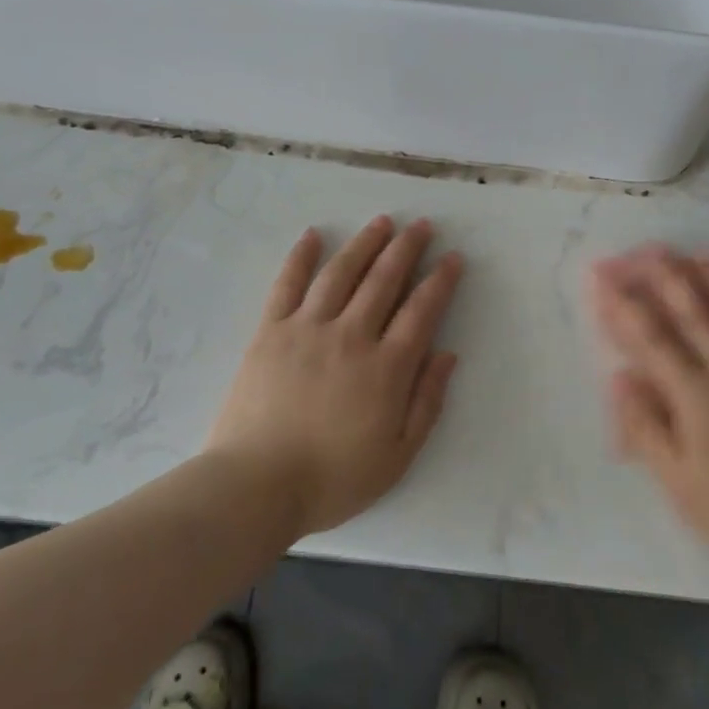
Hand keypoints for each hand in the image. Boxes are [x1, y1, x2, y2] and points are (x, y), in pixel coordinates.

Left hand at [207, 217, 463, 537]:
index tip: (453, 257)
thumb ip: (426, 402)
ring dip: (365, 242)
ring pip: (341, 272)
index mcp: (385, 367)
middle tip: (422, 225)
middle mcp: (351, 335)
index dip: (441, 280)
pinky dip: (301, 256)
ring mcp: (307, 328)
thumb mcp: (397, 456)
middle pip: (384, 279)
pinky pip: (288, 284)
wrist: (255, 486)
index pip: (422, 311)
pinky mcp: (271, 330)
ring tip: (382, 221)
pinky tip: (313, 235)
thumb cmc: (332, 479)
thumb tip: (447, 354)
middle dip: (407, 248)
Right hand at [590, 249, 708, 586]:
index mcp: (697, 395)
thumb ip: (645, 425)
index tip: (603, 276)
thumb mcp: (677, 481)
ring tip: (704, 252)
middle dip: (668, 277)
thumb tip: (619, 376)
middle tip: (648, 248)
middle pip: (696, 314)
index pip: (652, 338)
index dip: (623, 305)